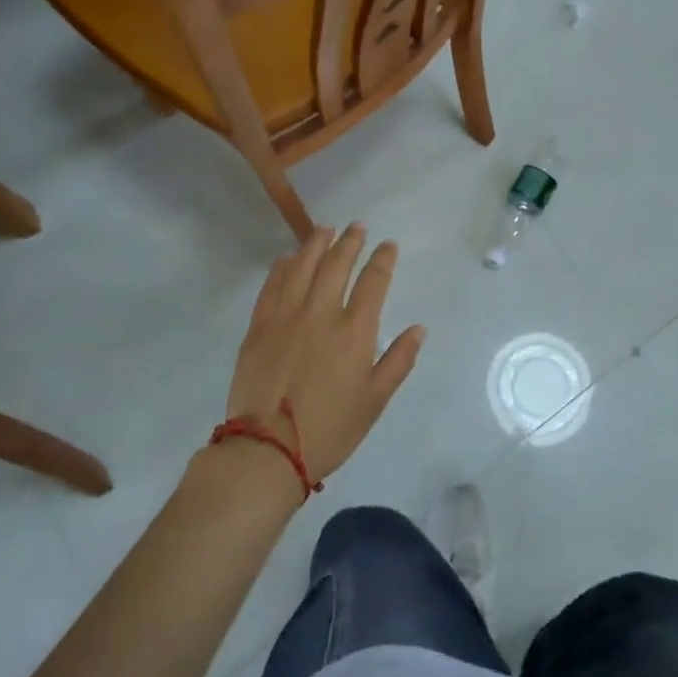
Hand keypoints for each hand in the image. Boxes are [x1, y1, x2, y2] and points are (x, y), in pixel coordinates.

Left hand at [223, 224, 424, 482]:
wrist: (267, 450)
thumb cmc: (330, 428)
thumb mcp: (375, 400)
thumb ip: (399, 360)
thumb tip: (419, 329)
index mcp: (354, 331)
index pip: (373, 281)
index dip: (383, 259)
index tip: (388, 245)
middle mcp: (321, 313)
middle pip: (337, 264)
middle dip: (350, 241)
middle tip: (358, 227)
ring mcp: (286, 316)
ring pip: (302, 266)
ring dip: (316, 243)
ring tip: (325, 229)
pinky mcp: (259, 327)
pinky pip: (272, 285)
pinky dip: (283, 266)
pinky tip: (288, 258)